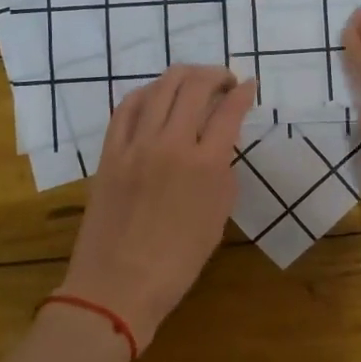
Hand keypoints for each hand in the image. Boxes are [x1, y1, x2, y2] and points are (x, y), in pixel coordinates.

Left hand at [61, 65, 254, 348]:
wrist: (117, 286)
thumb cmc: (177, 263)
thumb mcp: (217, 218)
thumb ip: (222, 174)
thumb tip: (219, 147)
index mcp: (205, 165)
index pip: (229, 111)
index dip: (243, 92)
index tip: (250, 85)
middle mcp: (171, 144)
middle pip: (195, 87)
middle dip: (216, 75)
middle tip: (225, 81)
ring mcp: (136, 145)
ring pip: (160, 88)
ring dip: (183, 76)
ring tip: (194, 81)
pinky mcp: (110, 151)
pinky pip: (127, 107)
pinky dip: (146, 93)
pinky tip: (156, 95)